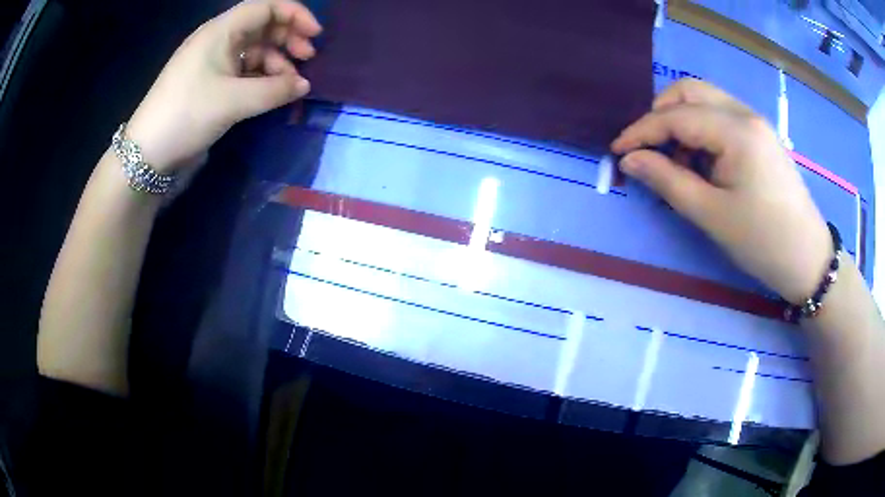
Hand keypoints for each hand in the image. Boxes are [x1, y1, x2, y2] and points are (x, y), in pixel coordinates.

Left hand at [125, 0, 321, 172]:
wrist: (148, 154)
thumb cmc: (187, 115)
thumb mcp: (234, 101)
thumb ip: (275, 90)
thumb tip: (304, 85)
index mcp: (220, 31)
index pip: (265, 7)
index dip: (294, 14)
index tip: (315, 35)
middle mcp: (218, 40)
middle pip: (262, 27)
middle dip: (288, 39)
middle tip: (307, 59)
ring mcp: (213, 63)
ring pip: (254, 51)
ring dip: (276, 63)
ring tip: (289, 86)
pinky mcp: (210, 84)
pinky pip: (243, 71)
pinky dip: (261, 79)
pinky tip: (271, 94)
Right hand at [611, 79, 831, 303]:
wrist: (807, 258)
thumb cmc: (761, 241)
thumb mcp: (711, 215)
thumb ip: (667, 181)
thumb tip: (629, 160)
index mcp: (736, 131)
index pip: (676, 116)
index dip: (641, 131)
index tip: (617, 151)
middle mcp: (745, 114)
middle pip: (690, 92)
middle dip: (661, 114)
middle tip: (649, 150)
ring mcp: (755, 122)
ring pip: (706, 101)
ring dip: (682, 121)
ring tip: (678, 162)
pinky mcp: (761, 135)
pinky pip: (722, 117)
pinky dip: (702, 130)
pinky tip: (703, 162)